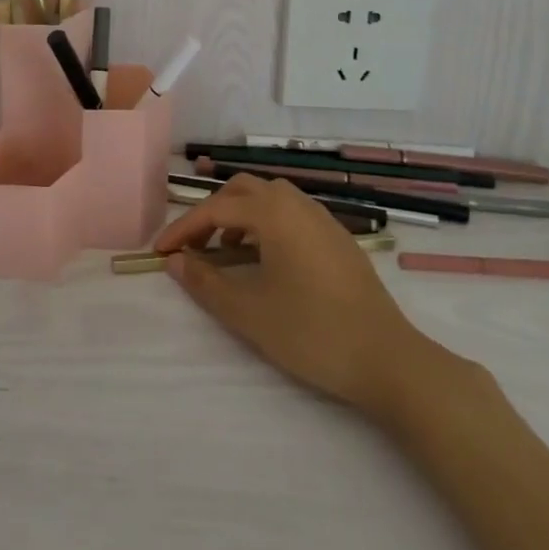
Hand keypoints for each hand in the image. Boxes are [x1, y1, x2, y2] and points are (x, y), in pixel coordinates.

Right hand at [153, 173, 453, 419]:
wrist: (388, 359)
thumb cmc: (312, 332)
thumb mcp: (249, 312)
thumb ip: (206, 282)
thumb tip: (175, 261)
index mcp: (273, 212)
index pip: (215, 209)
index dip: (183, 229)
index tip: (160, 251)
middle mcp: (297, 203)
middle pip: (242, 190)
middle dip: (211, 212)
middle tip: (193, 246)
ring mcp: (322, 218)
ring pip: (269, 198)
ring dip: (240, 215)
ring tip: (226, 251)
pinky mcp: (338, 237)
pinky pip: (291, 213)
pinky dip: (266, 223)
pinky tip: (266, 259)